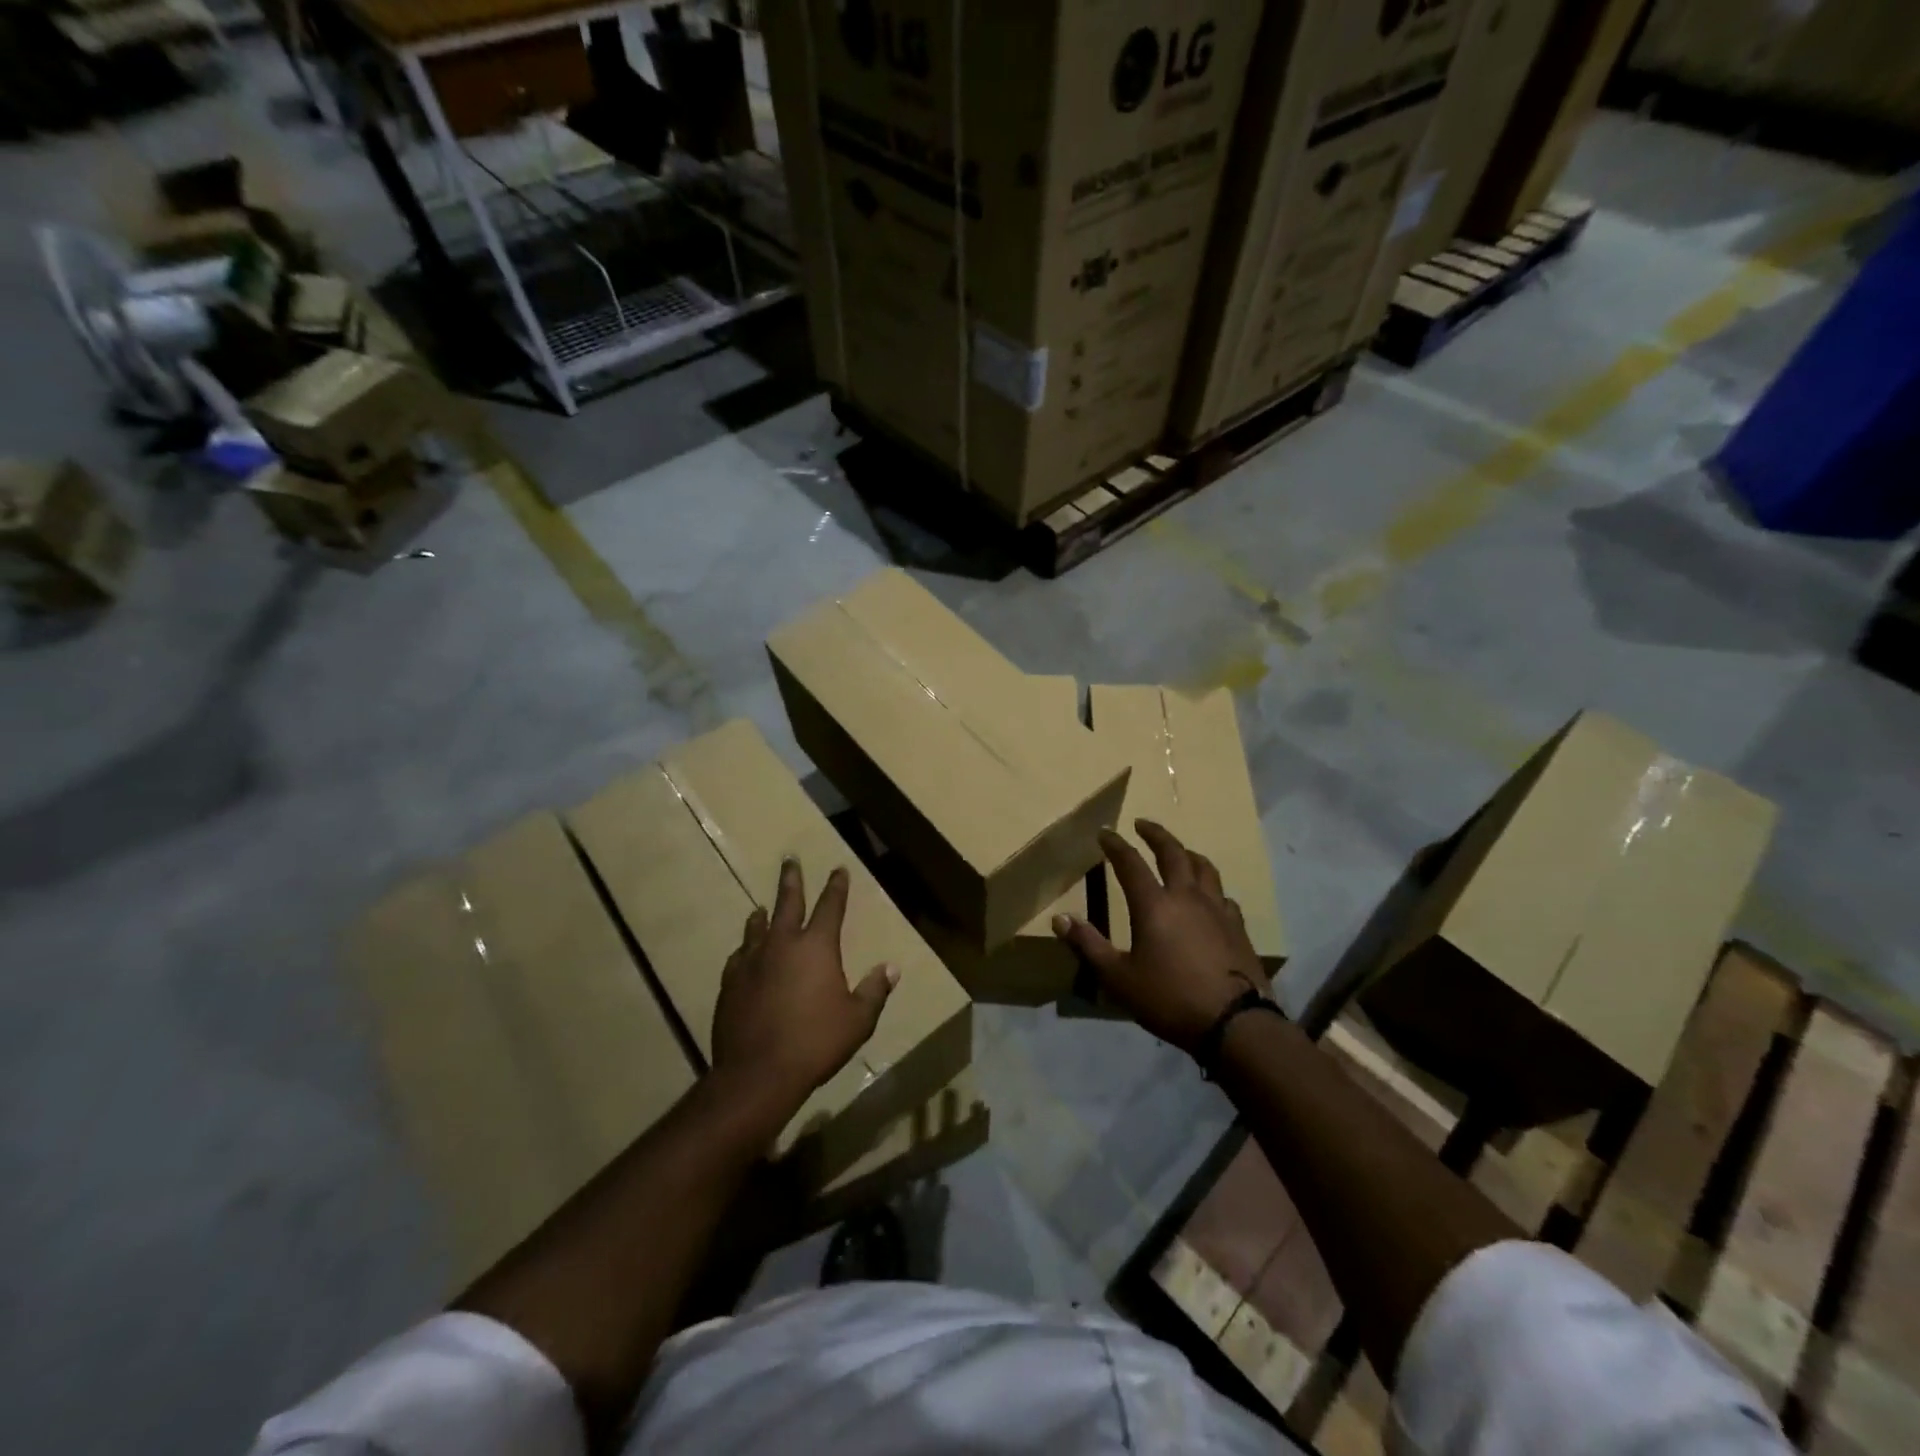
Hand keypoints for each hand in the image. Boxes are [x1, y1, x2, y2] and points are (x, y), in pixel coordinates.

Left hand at [711, 858, 897, 1116]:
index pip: (830, 906)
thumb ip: (875, 991)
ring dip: (763, 914)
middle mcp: (782, 944)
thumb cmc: (815, 1043)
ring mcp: (752, 961)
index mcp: (816, 947)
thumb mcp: (857, 1020)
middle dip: (791, 880)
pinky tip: (744, 953)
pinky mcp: (730, 983)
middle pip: (787, 902)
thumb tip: (891, 968)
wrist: (757, 1073)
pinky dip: (745, 949)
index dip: (836, 886)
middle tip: (789, 860)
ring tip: (762, 908)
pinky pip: (739, 956)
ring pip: (757, 927)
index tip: (838, 869)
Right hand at [1054, 820, 1270, 1054]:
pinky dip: (1210, 888)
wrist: (1234, 1023)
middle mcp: (1187, 897)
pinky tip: (1209, 898)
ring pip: (1203, 868)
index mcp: (1155, 904)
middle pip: (1173, 852)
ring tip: (1179, 851)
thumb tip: (1059, 918)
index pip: (1130, 863)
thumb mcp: (1118, 978)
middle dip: (1155, 834)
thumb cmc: (1169, 998)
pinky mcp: (1238, 927)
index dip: (1115, 845)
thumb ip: (1088, 945)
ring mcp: (1217, 910)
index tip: (1104, 832)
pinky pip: (1223, 895)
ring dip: (1186, 853)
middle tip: (1142, 824)